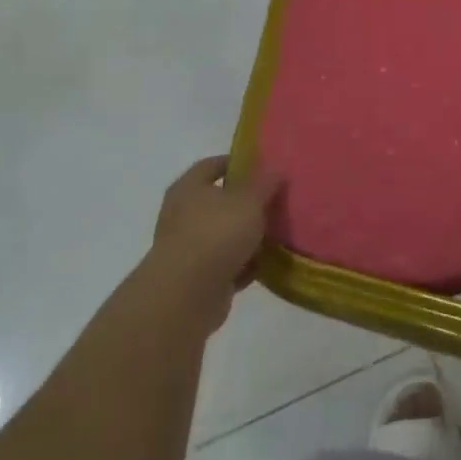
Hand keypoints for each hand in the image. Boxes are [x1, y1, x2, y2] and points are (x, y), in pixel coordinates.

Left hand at [144, 157, 283, 334]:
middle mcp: (183, 215)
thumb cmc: (216, 234)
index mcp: (189, 188)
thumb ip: (265, 183)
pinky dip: (244, 264)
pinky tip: (267, 264)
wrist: (186, 296)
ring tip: (278, 232)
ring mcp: (188, 248)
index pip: (212, 165)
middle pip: (219, 201)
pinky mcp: (197, 279)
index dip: (237, 163)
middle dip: (247, 203)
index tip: (264, 166)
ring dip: (247, 236)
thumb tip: (276, 168)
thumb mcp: (249, 200)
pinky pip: (227, 264)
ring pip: (224, 235)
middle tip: (276, 200)